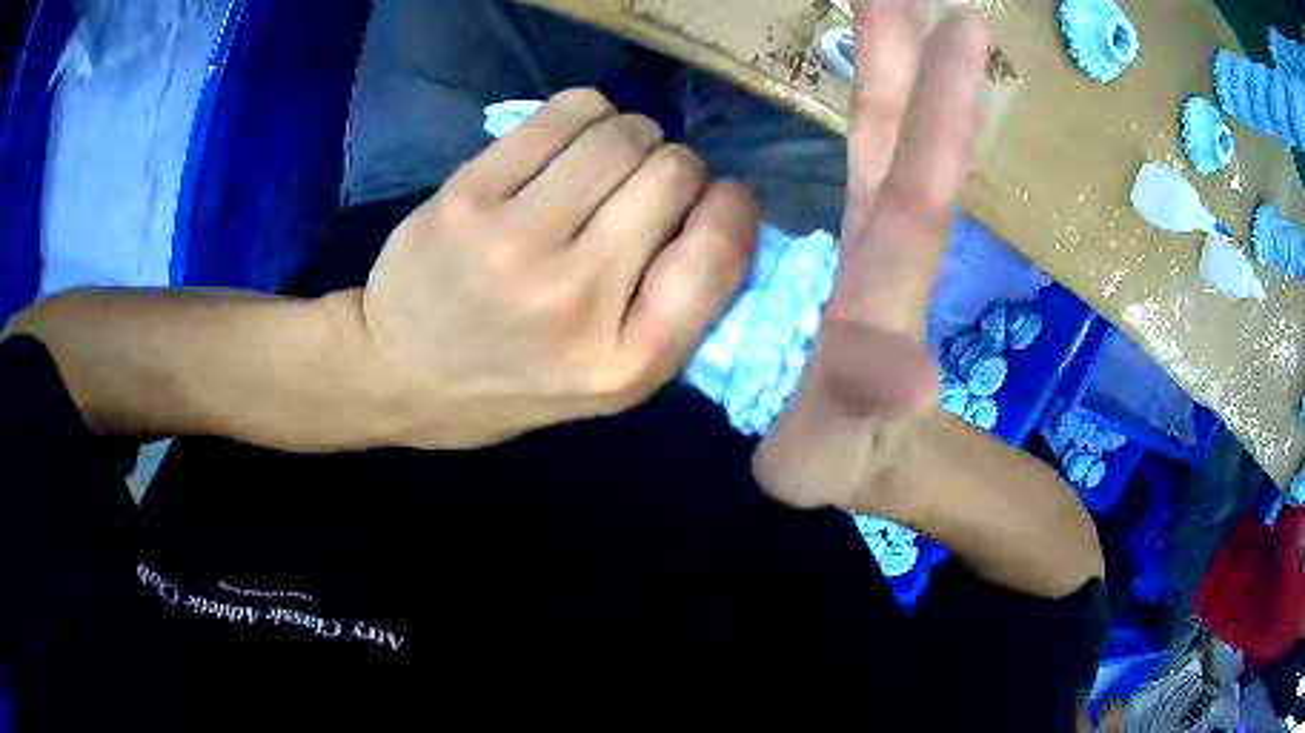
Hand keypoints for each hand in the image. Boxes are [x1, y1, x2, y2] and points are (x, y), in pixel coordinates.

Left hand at [361, 89, 758, 448]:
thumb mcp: (610, 384)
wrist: (400, 374)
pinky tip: (574, 138)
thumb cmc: (514, 384)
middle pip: (673, 175)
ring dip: (635, 134)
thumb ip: (675, 313)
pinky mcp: (469, 196)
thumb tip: (725, 210)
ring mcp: (515, 242)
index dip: (733, 208)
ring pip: (622, 135)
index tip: (718, 200)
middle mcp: (576, 299)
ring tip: (611, 159)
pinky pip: (565, 113)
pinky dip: (588, 112)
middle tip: (652, 183)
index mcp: (626, 361)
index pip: (719, 253)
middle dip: (680, 166)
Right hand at [754, 2, 990, 513]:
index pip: (918, 187)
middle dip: (907, 54)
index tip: (963, 25)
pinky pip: (869, 156)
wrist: (866, 459)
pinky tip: (867, 64)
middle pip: (901, 136)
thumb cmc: (847, 458)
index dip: (939, 106)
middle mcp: (886, 246)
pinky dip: (874, 100)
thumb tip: (910, 377)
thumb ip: (861, 413)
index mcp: (880, 289)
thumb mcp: (831, 456)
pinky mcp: (858, 241)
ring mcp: (872, 238)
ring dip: (889, 60)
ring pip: (885, 134)